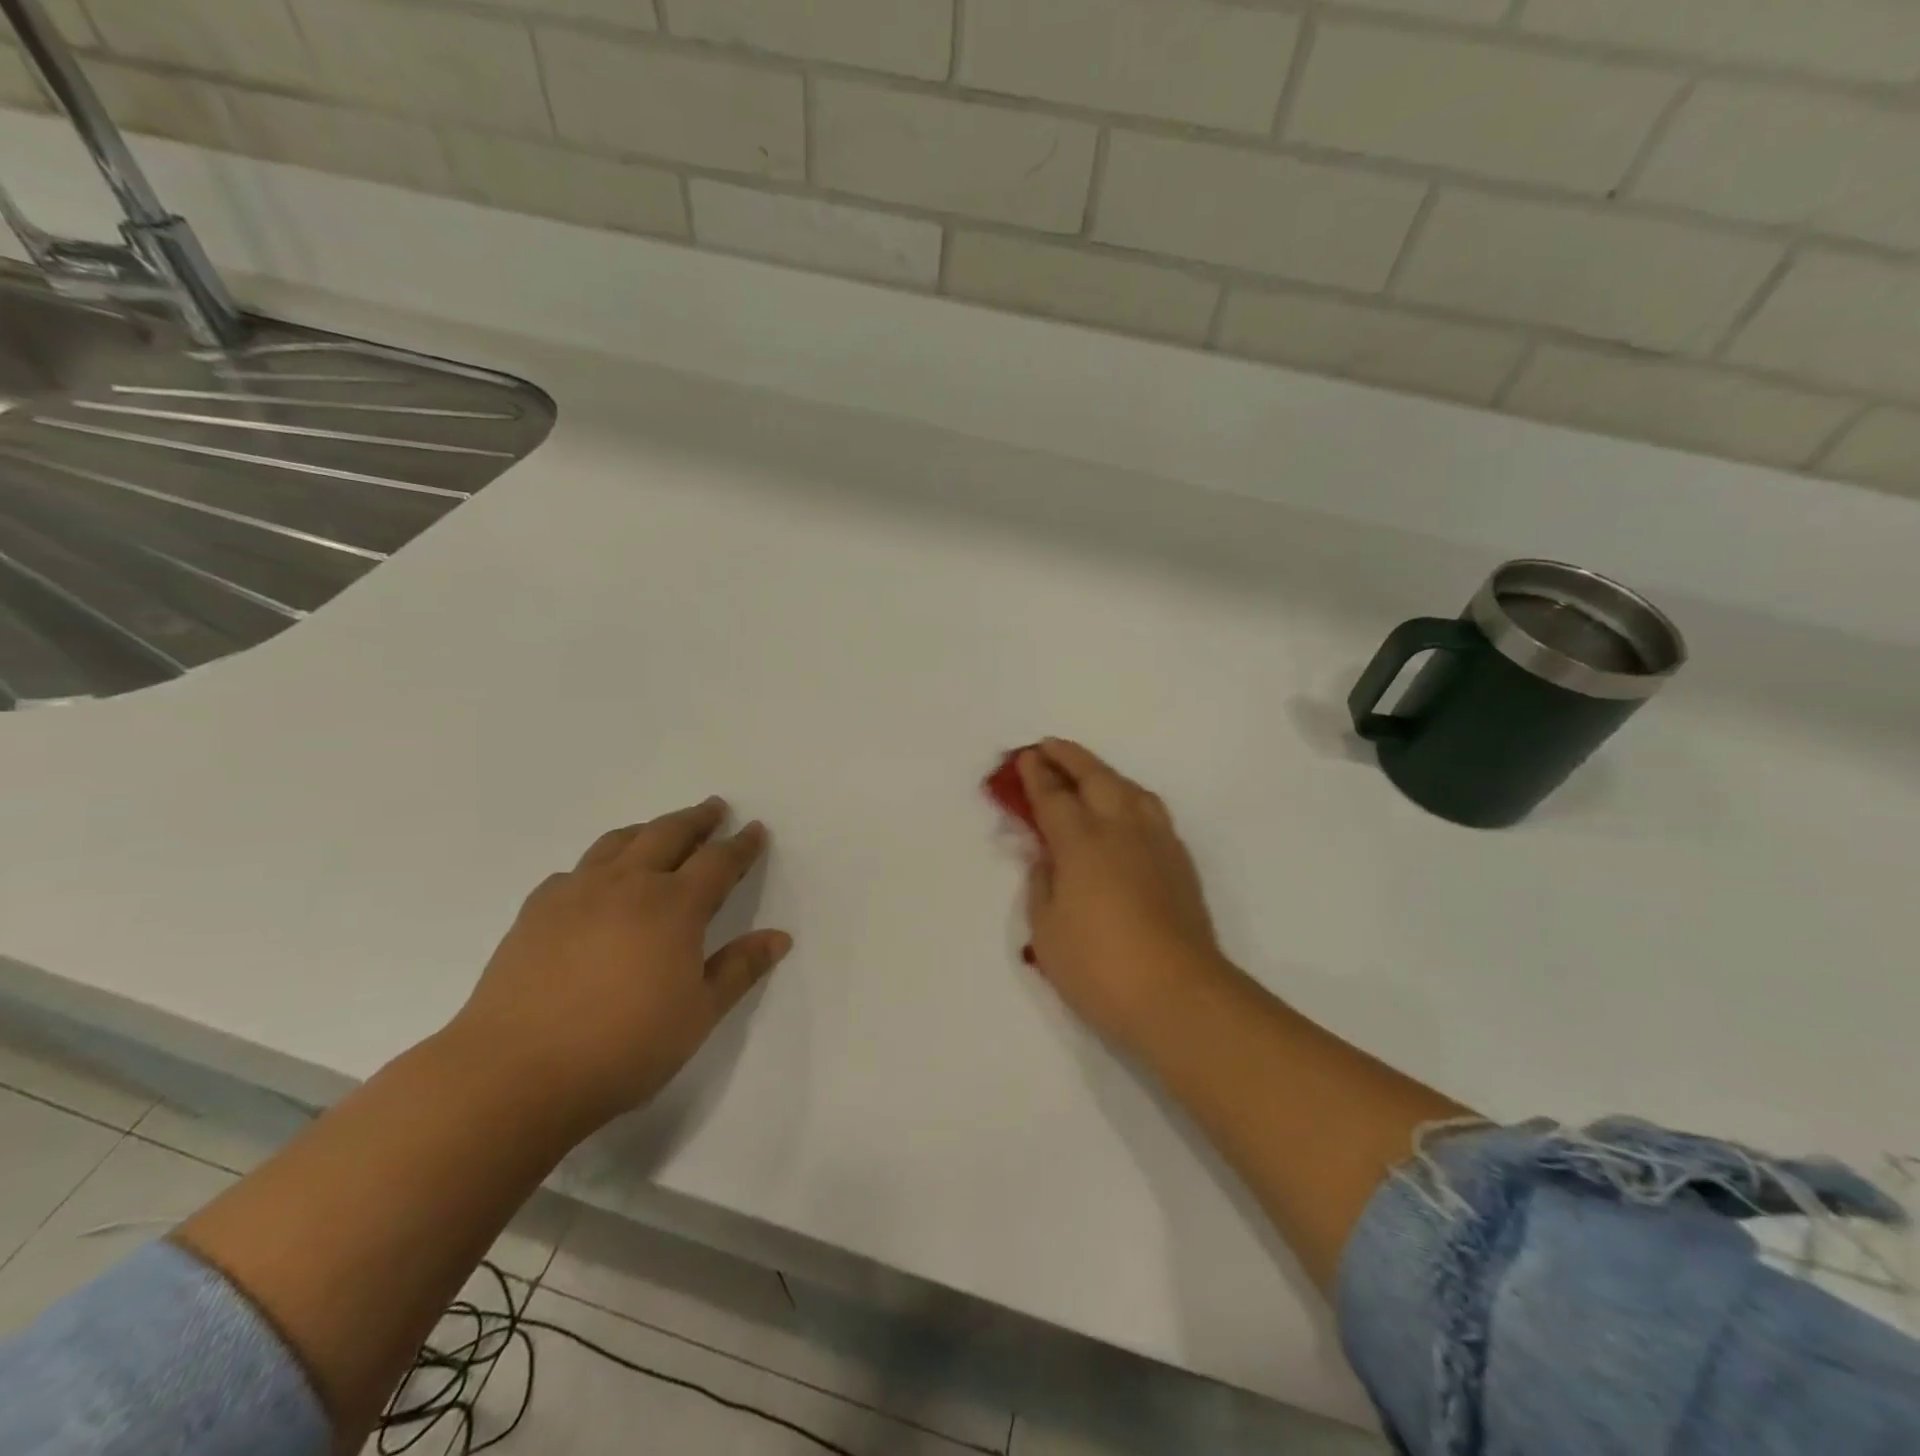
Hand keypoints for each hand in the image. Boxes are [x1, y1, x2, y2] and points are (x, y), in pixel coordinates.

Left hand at [450, 799, 789, 1132]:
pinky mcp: (537, 910)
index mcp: (675, 906)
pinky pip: (577, 869)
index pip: (719, 861)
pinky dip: (600, 863)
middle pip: (669, 834)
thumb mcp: (699, 1013)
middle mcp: (628, 884)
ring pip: (619, 841)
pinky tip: (597, 881)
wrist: (515, 1073)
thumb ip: (740, 969)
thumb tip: (779, 937)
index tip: (754, 829)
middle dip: (697, 819)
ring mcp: (577, 892)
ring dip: (649, 829)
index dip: (741, 844)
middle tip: (714, 808)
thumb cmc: (624, 1046)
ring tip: (660, 830)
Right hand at [1017, 740, 1227, 1046]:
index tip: (1026, 757)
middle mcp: (1121, 830)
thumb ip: (1042, 886)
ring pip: (1131, 790)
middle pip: (1096, 778)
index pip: (1054, 797)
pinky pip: (1152, 812)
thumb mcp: (1046, 931)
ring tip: (1090, 774)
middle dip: (1070, 758)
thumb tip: (1047, 859)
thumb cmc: (1099, 967)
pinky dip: (1131, 798)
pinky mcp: (1180, 863)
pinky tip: (1126, 814)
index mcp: (1082, 842)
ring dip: (1105, 774)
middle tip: (1050, 748)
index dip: (1036, 775)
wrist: (1178, 996)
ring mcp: (1157, 843)